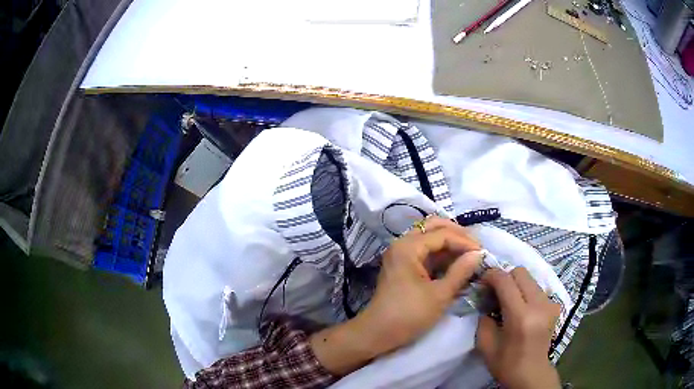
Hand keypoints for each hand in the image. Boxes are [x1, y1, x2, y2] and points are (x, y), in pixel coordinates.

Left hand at [311, 216, 481, 374]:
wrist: (378, 333)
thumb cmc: (409, 315)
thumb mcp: (440, 294)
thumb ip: (461, 271)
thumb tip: (478, 254)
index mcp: (408, 247)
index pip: (442, 234)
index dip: (465, 242)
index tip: (483, 253)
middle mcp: (403, 244)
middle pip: (433, 227)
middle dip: (457, 234)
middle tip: (476, 248)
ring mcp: (402, 254)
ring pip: (430, 237)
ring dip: (450, 243)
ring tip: (470, 254)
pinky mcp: (404, 265)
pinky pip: (426, 251)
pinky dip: (442, 254)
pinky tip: (457, 263)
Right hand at [476, 268, 561, 388]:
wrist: (531, 374)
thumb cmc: (506, 363)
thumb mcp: (485, 345)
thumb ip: (483, 318)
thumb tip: (485, 300)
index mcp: (520, 317)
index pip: (505, 281)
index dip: (491, 275)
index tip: (482, 281)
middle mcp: (538, 305)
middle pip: (521, 272)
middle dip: (505, 277)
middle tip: (495, 291)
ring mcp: (550, 304)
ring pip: (530, 279)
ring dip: (516, 284)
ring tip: (508, 300)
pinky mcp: (555, 306)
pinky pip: (538, 289)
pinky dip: (527, 292)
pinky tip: (522, 308)